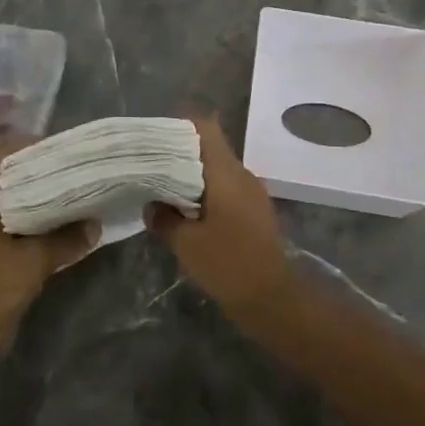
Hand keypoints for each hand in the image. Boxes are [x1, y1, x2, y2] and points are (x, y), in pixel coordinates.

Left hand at [0, 140, 98, 339]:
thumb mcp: (36, 261)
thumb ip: (67, 240)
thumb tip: (97, 224)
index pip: (1, 156)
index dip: (28, 146)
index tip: (59, 148)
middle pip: (8, 175)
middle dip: (38, 169)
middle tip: (71, 167)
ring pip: (12, 198)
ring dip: (38, 194)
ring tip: (71, 189)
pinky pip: (14, 220)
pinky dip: (34, 216)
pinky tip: (59, 221)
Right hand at [147, 115, 291, 317]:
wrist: (273, 299)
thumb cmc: (228, 264)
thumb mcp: (185, 243)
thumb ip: (164, 218)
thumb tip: (151, 204)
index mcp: (226, 172)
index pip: (207, 127)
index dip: (181, 126)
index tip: (156, 136)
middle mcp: (242, 175)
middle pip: (210, 148)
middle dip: (181, 152)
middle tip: (151, 163)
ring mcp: (252, 193)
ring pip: (218, 170)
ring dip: (193, 175)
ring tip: (164, 187)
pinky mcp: (255, 212)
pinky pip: (227, 189)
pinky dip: (206, 192)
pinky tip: (187, 211)